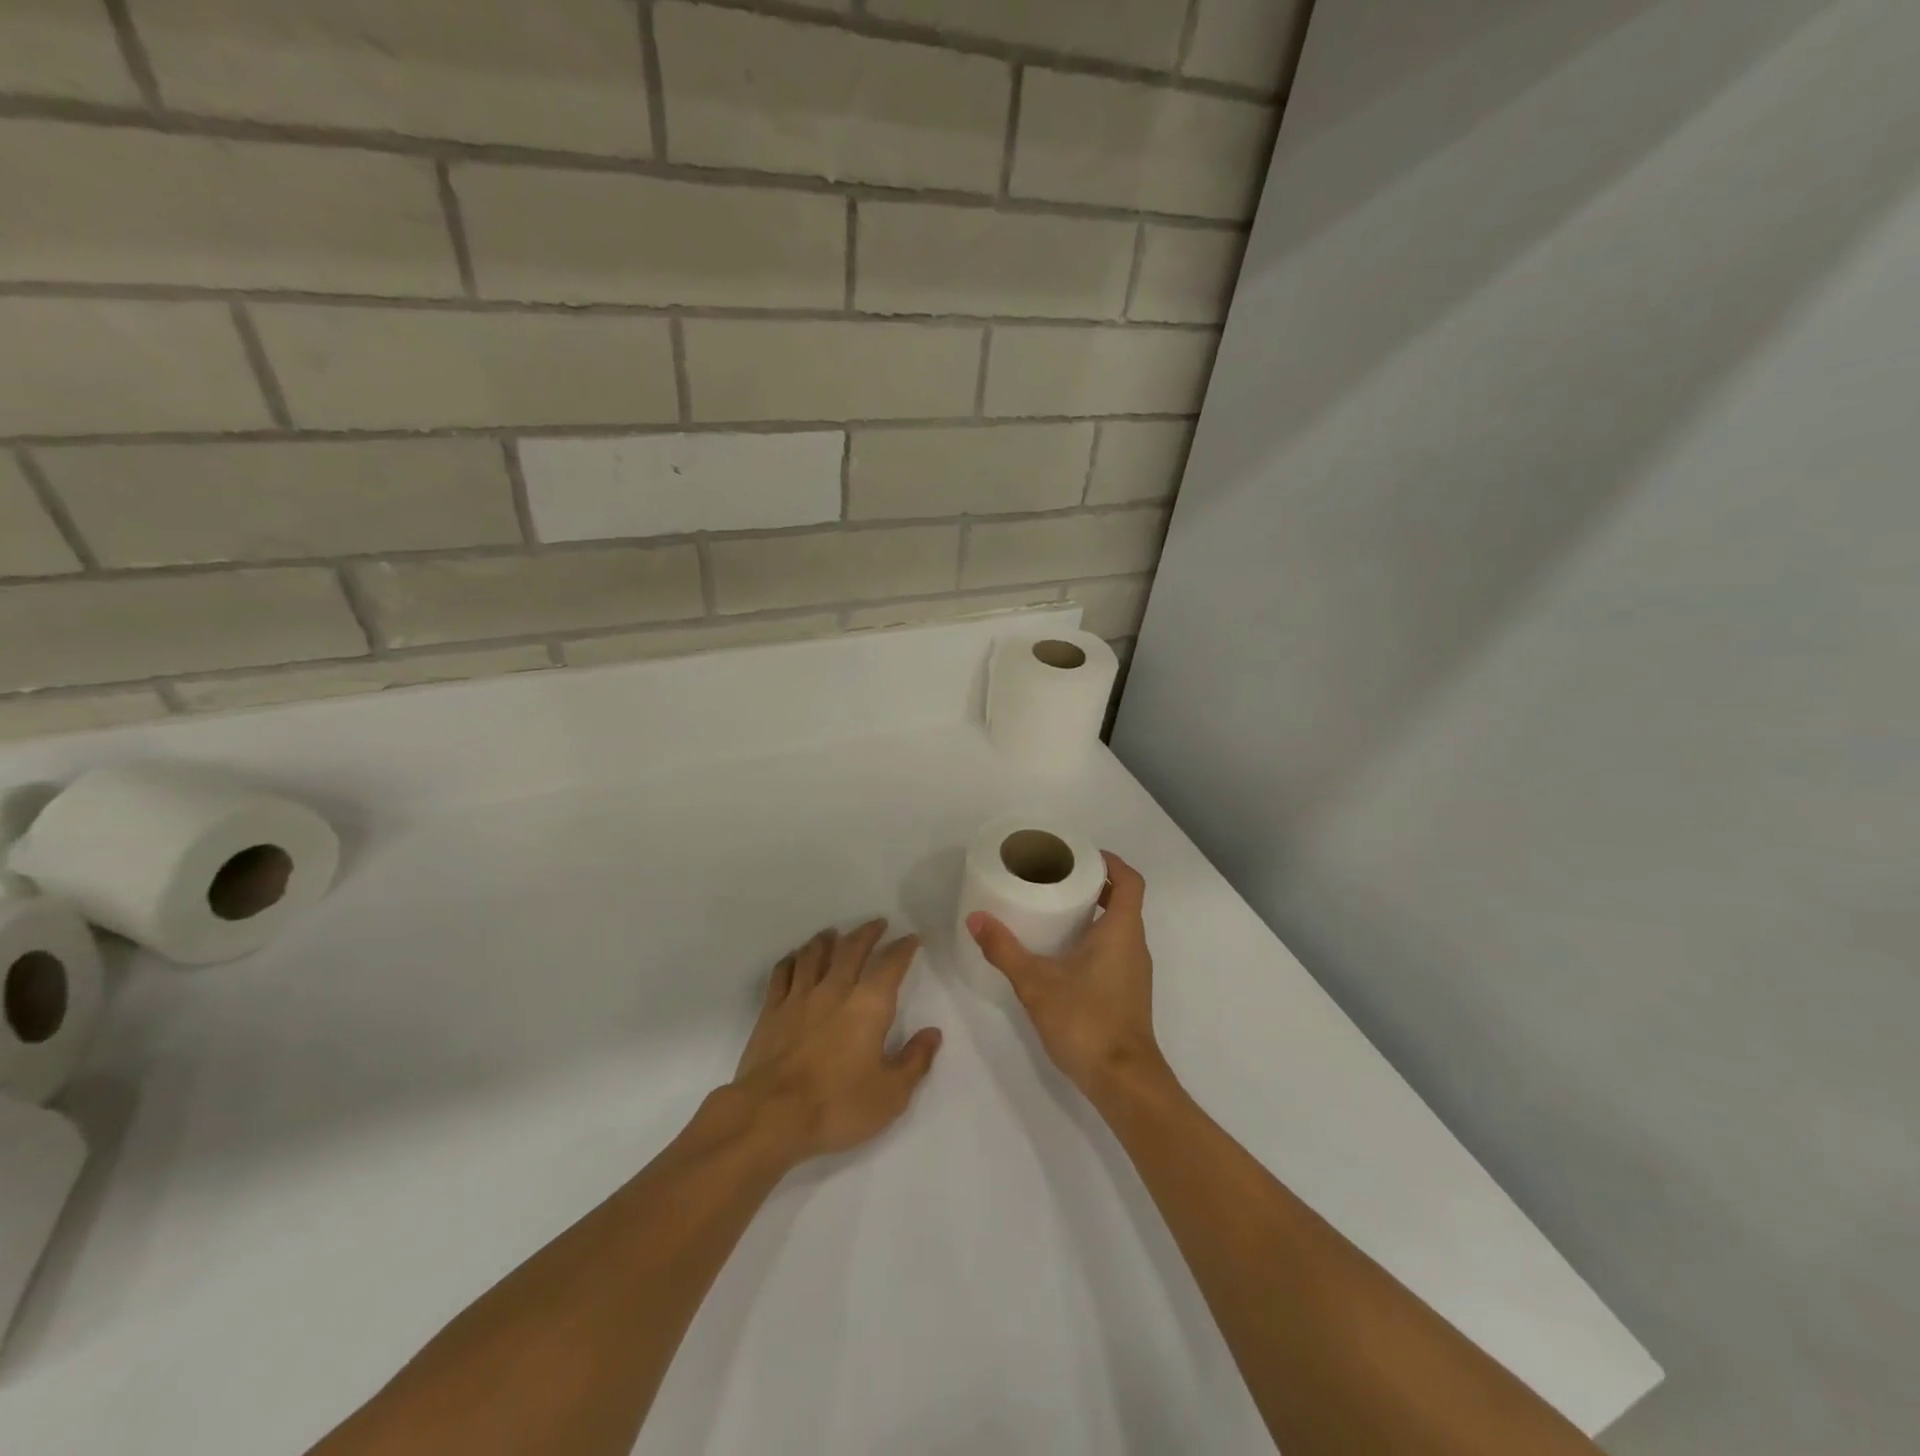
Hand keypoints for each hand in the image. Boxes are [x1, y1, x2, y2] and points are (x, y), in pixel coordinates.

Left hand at [730, 919, 941, 1163]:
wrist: (770, 1116)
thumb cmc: (837, 1105)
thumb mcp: (890, 1094)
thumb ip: (914, 1060)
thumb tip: (933, 1033)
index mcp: (869, 1005)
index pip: (890, 965)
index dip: (903, 949)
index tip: (911, 939)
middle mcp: (835, 990)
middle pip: (851, 949)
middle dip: (867, 933)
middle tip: (877, 923)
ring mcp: (799, 998)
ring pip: (814, 954)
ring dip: (827, 939)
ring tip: (834, 932)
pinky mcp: (771, 1012)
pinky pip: (782, 973)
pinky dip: (792, 959)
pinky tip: (795, 958)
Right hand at [966, 852, 1168, 1099]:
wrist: (1123, 1082)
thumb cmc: (1086, 1021)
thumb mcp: (1036, 982)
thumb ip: (1004, 949)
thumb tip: (975, 918)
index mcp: (1121, 930)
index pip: (1130, 880)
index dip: (1110, 862)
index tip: (1080, 855)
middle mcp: (1135, 944)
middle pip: (1124, 900)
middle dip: (1095, 884)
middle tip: (1057, 878)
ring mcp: (1134, 970)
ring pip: (1120, 926)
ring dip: (1094, 912)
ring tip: (1055, 908)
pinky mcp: (1128, 991)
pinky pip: (1115, 949)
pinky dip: (1095, 938)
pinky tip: (1063, 952)